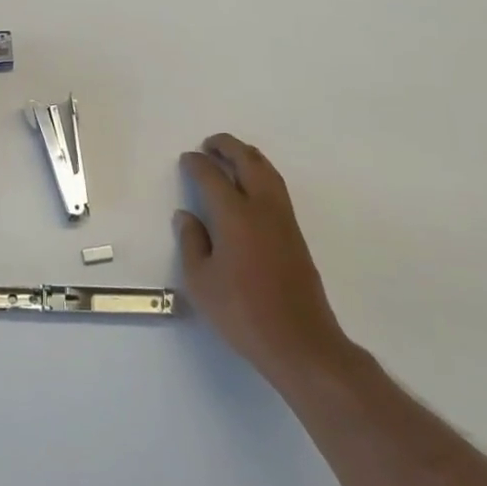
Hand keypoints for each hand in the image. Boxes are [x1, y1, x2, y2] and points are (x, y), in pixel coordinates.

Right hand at [175, 135, 352, 390]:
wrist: (300, 342)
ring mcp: (283, 219)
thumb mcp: (201, 282)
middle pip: (247, 161)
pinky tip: (252, 184)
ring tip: (231, 155)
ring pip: (267, 170)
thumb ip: (191, 243)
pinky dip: (260, 172)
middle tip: (209, 143)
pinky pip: (276, 186)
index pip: (212, 176)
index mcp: (235, 215)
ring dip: (247, 155)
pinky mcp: (296, 233)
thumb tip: (186, 216)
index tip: (187, 159)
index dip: (197, 164)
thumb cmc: (243, 313)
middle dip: (227, 146)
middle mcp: (262, 208)